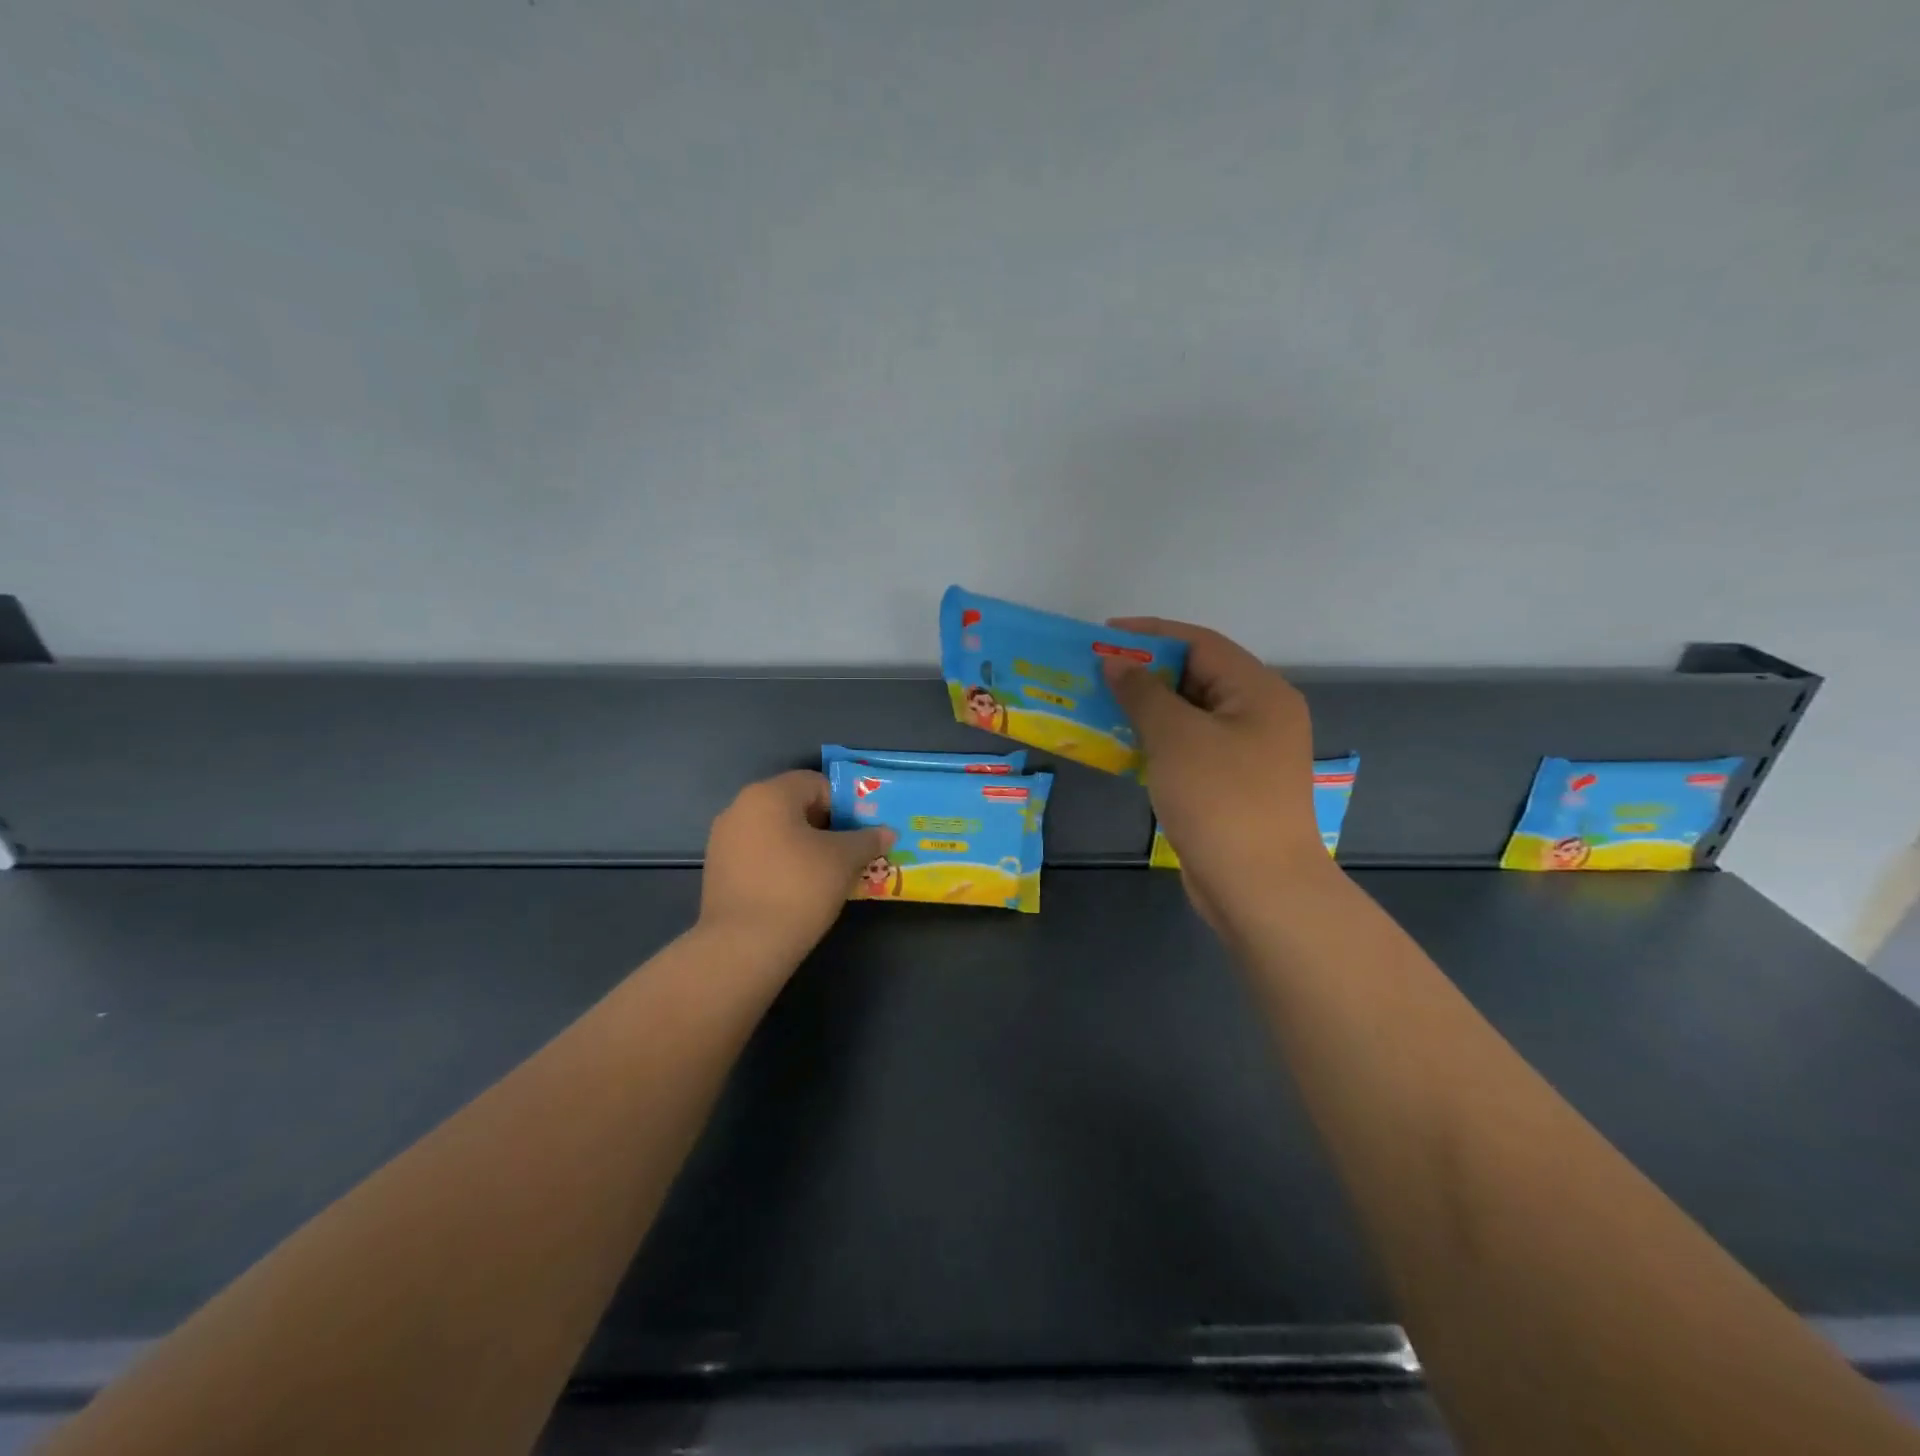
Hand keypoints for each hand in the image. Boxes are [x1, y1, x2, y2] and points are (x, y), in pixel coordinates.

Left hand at [700, 771, 893, 959]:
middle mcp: (740, 807)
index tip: (859, 834)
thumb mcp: (844, 860)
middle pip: (794, 806)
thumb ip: (867, 839)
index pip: (816, 783)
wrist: (743, 946)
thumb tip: (886, 832)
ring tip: (825, 875)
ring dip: (802, 846)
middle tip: (848, 854)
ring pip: (775, 832)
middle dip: (825, 826)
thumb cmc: (799, 888)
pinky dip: (780, 864)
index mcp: (769, 794)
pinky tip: (795, 891)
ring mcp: (723, 840)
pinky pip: (758, 854)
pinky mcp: (717, 870)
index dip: (844, 805)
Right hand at [1103, 618, 1329, 923]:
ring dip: (1146, 707)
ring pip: (1190, 714)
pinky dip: (1157, 740)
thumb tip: (1117, 663)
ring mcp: (1247, 753)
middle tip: (1096, 672)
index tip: (1103, 635)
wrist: (1258, 887)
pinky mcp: (1231, 784)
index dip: (1150, 634)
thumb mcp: (1176, 737)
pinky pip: (1189, 747)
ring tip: (1100, 704)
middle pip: (1197, 676)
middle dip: (1145, 671)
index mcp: (1259, 691)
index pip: (1201, 644)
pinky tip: (1121, 744)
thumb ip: (1144, 692)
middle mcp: (1259, 714)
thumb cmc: (1220, 799)